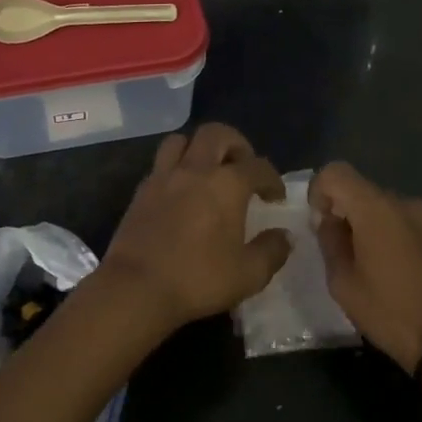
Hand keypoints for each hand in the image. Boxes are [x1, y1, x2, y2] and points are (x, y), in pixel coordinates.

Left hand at [97, 122, 292, 331]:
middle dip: (236, 145)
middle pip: (216, 134)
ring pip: (181, 141)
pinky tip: (181, 192)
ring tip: (208, 171)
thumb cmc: (198, 279)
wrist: (137, 287)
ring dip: (199, 148)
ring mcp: (164, 177)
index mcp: (227, 185)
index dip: (272, 179)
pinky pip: (161, 164)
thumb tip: (284, 236)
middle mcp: (195, 170)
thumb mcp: (248, 274)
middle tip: (243, 168)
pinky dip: (176, 168)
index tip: (275, 197)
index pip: (258, 167)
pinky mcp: (141, 191)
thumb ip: (272, 251)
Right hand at [310, 161, 421, 373]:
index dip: (320, 191)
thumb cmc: (393, 314)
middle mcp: (408, 203)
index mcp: (376, 210)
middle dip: (351, 215)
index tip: (322, 222)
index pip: (336, 172)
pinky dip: (407, 242)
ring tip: (384, 270)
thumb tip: (330, 222)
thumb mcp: (344, 285)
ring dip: (381, 229)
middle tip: (350, 254)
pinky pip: (420, 229)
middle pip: (366, 193)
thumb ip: (331, 243)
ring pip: (395, 212)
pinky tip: (413, 278)